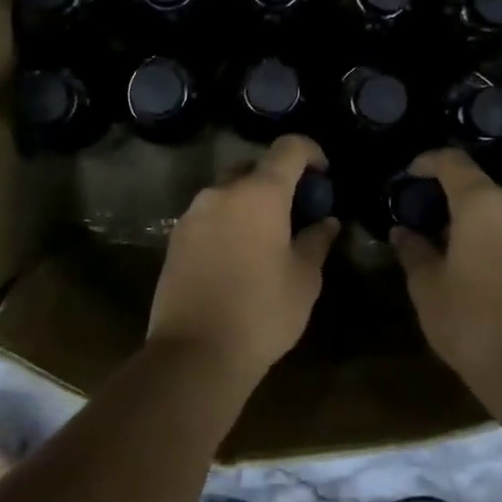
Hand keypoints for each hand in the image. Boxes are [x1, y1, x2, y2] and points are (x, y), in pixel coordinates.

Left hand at [147, 136, 339, 380]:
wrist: (195, 353)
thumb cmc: (262, 312)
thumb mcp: (304, 279)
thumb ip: (316, 241)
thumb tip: (326, 222)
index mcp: (259, 193)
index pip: (288, 149)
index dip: (311, 152)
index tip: (323, 174)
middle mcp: (222, 192)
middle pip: (254, 168)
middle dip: (277, 181)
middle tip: (295, 211)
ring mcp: (193, 214)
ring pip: (227, 192)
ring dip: (249, 203)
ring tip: (266, 237)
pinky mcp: (175, 238)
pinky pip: (208, 216)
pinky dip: (227, 222)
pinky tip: (237, 256)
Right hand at [391, 149, 501, 388]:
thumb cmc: (475, 323)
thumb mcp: (429, 289)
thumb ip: (414, 252)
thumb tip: (403, 231)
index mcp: (483, 203)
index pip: (452, 162)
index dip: (428, 162)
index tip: (410, 174)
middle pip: (481, 189)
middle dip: (452, 201)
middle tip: (428, 225)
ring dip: (479, 224)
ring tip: (456, 252)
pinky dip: (501, 241)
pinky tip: (486, 271)